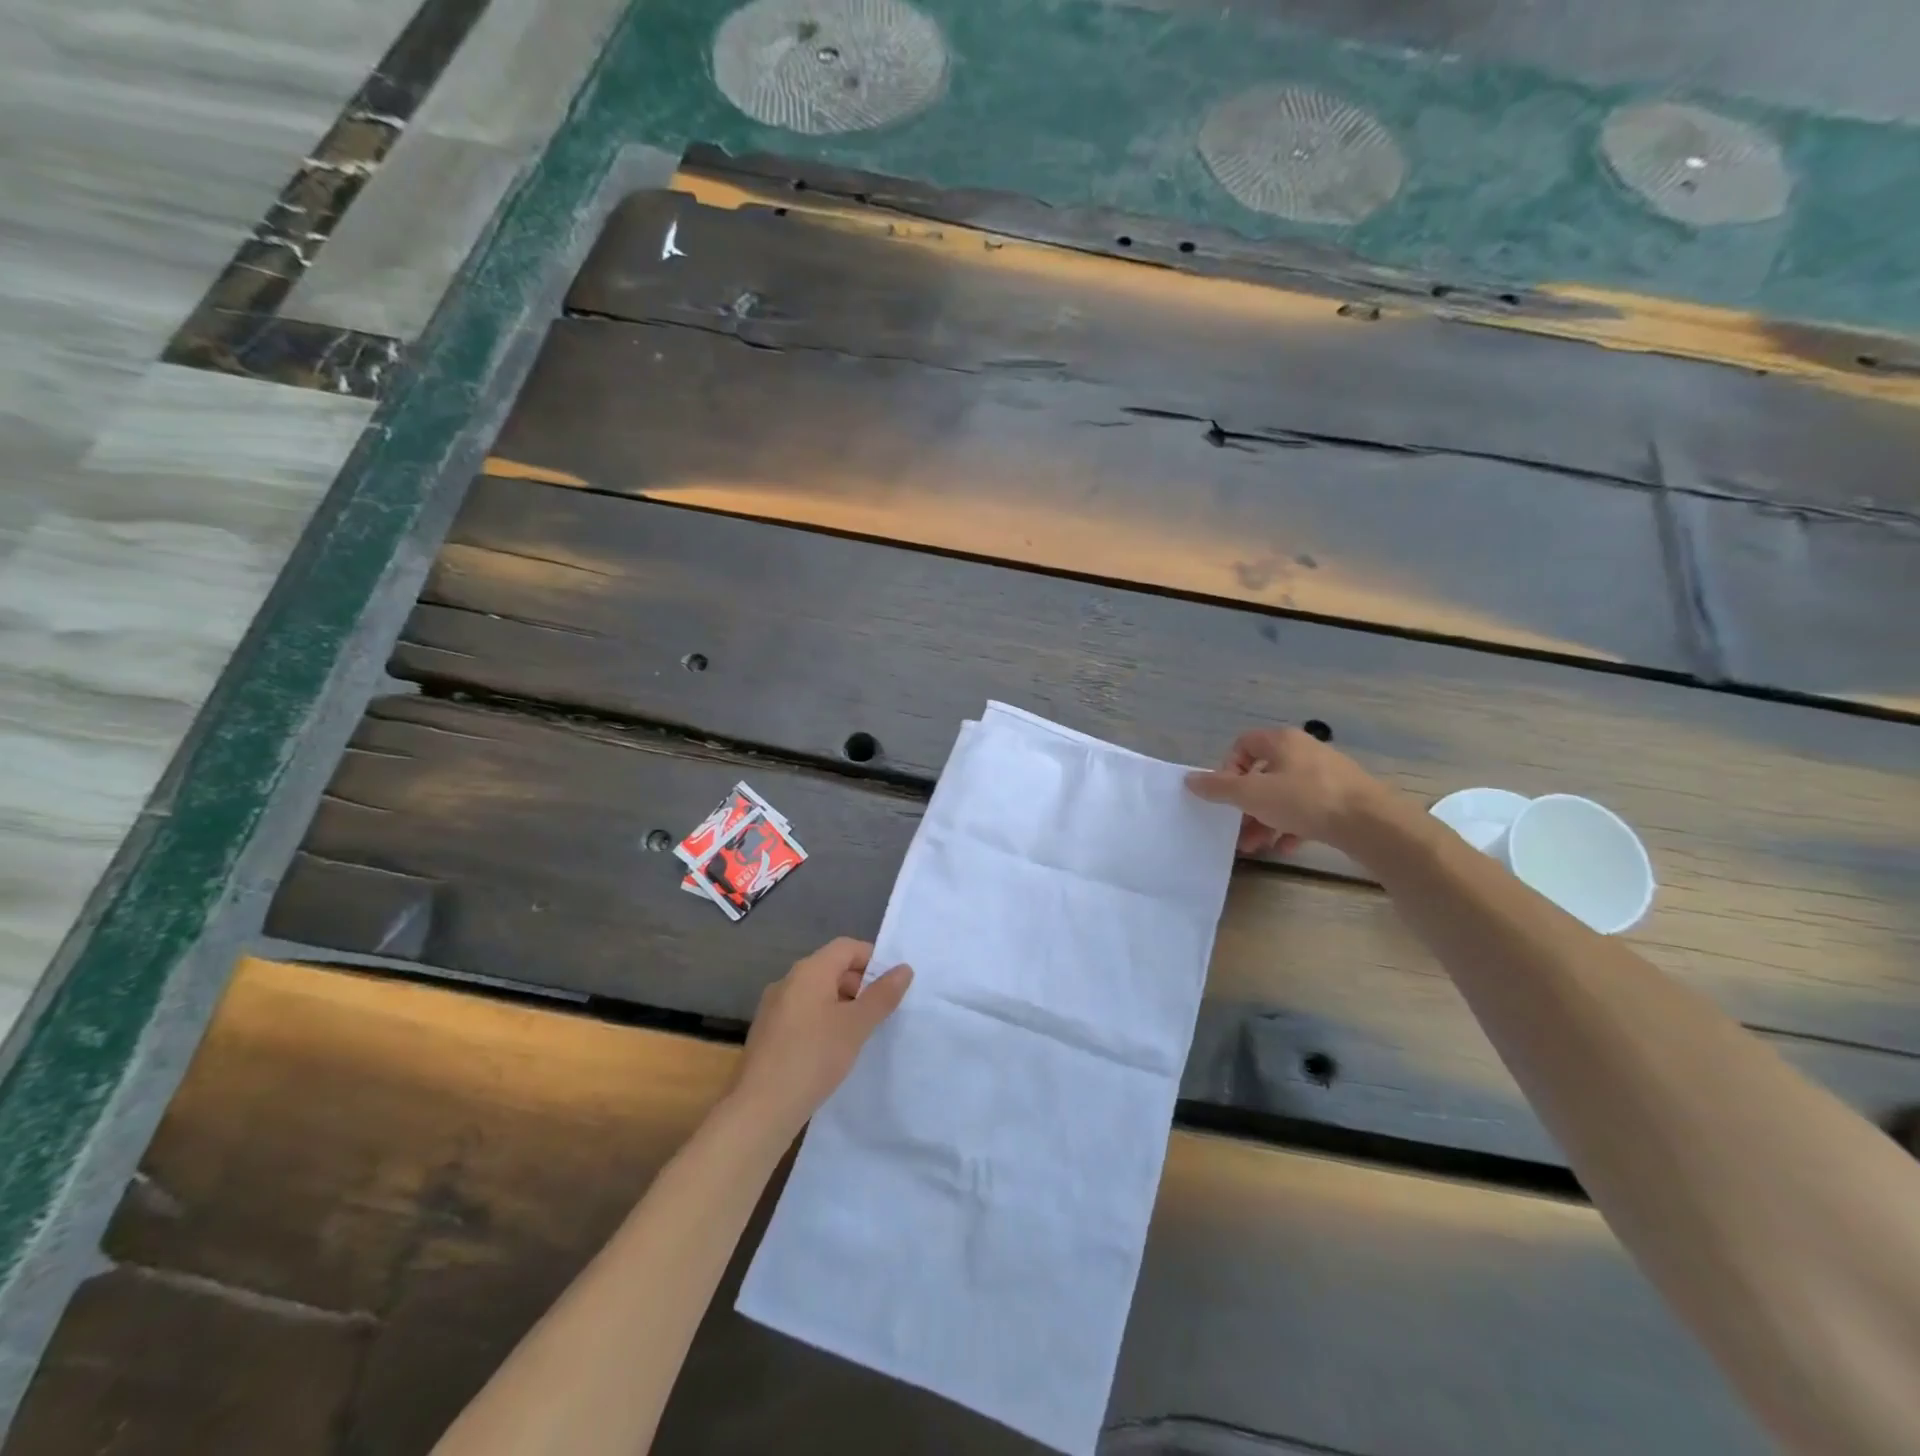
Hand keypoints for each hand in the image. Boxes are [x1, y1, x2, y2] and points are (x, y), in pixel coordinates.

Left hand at [729, 938, 912, 1135]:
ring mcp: (774, 1007)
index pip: (847, 947)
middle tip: (882, 1011)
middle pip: (831, 968)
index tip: (893, 985)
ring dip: (843, 1004)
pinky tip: (833, 1049)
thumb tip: (904, 969)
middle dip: (860, 984)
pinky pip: (803, 1013)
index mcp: (809, 971)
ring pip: (817, 993)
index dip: (873, 959)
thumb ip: (882, 995)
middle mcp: (788, 981)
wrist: (760, 1109)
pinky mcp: (768, 1033)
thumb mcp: (856, 1025)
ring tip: (861, 1033)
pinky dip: (823, 1020)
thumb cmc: (813, 1057)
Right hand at [1185, 727, 1393, 855]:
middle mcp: (1304, 751)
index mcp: (1282, 741)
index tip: (1226, 795)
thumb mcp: (1253, 794)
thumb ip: (1219, 788)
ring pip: (1284, 795)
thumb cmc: (1306, 800)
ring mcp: (1326, 775)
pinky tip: (1287, 846)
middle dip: (1245, 804)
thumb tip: (1189, 779)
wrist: (1371, 823)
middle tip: (1237, 828)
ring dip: (1265, 819)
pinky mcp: (1342, 798)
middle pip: (1262, 774)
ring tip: (1256, 846)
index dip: (1228, 768)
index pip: (1243, 745)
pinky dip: (1292, 826)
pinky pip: (1307, 809)